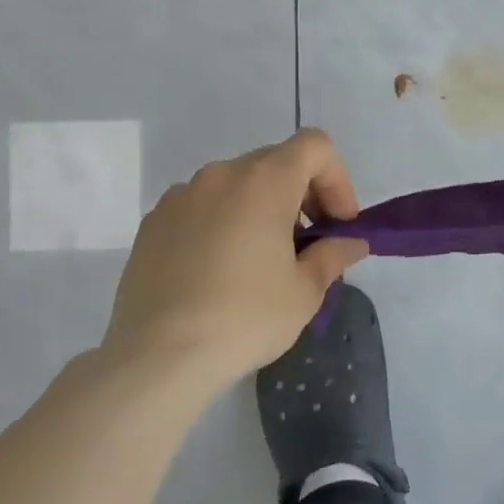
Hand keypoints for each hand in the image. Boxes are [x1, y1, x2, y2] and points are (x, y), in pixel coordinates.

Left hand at [97, 129, 369, 394]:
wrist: (157, 357)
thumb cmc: (245, 317)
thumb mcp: (305, 291)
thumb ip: (333, 255)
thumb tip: (350, 243)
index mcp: (264, 181)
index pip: (315, 146)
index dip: (337, 179)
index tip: (336, 224)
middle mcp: (221, 175)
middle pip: (276, 162)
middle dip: (302, 195)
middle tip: (308, 244)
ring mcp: (181, 196)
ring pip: (237, 185)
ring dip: (261, 209)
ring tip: (262, 260)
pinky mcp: (153, 223)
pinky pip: (202, 207)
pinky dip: (223, 223)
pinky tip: (219, 271)